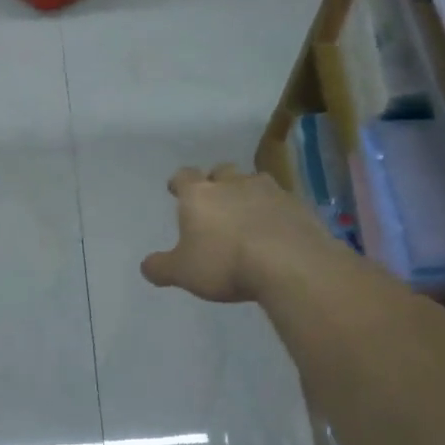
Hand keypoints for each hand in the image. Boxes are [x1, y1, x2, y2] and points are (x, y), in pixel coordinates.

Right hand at [141, 163, 331, 303]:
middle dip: (216, 182)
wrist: (289, 263)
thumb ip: (161, 267)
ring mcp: (269, 191)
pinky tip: (274, 230)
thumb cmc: (225, 263)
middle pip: (221, 172)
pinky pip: (280, 202)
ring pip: (253, 182)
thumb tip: (146, 266)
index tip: (176, 189)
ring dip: (247, 194)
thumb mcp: (183, 273)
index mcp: (199, 195)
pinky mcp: (298, 205)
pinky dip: (274, 211)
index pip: (184, 176)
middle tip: (214, 200)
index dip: (179, 182)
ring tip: (247, 214)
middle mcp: (233, 184)